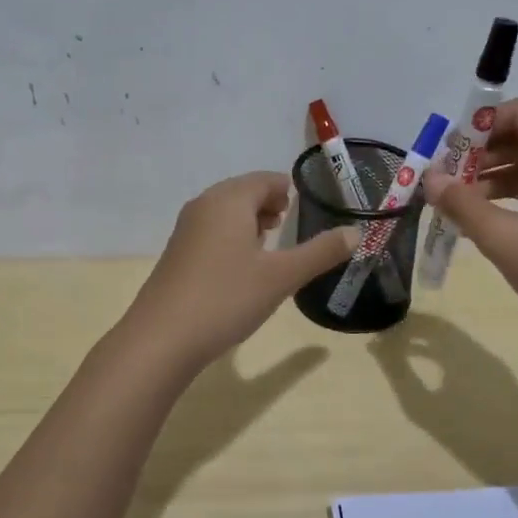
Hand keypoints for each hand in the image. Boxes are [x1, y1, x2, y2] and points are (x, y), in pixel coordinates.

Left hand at [120, 172, 357, 374]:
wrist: (162, 338)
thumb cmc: (226, 298)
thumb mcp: (281, 277)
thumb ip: (320, 252)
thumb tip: (355, 232)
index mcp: (229, 200)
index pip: (264, 180)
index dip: (286, 189)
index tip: (303, 205)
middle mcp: (204, 205)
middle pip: (242, 191)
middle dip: (268, 203)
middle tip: (288, 222)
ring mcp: (186, 229)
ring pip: (224, 211)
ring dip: (248, 220)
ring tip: (269, 243)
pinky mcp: (176, 253)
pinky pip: (210, 230)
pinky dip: (231, 236)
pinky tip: (241, 266)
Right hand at [423, 99, 517, 355]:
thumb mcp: (504, 239)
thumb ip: (463, 204)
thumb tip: (430, 177)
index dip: (483, 123)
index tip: (450, 149)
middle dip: (482, 154)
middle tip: (446, 178)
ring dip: (493, 178)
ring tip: (458, 203)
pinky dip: (512, 199)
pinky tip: (485, 222)